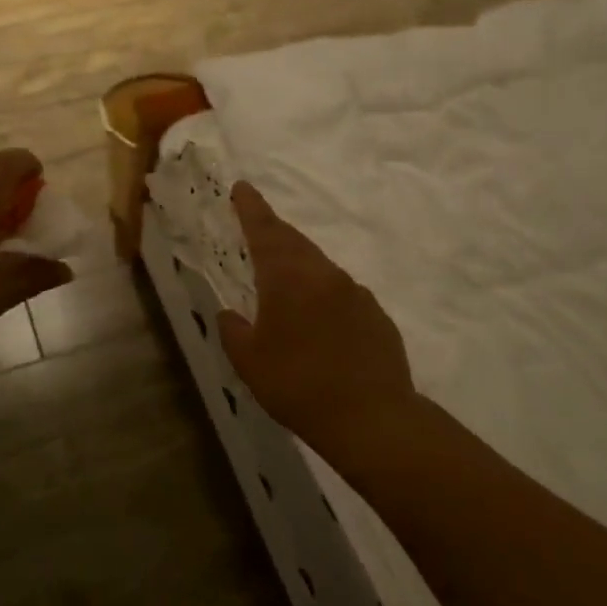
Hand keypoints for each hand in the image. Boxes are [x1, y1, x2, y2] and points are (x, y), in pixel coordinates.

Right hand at [218, 183, 416, 463]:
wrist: (371, 418)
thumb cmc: (298, 385)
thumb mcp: (249, 362)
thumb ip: (234, 331)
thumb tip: (229, 314)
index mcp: (288, 279)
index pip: (265, 231)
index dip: (251, 208)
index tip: (242, 187)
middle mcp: (323, 275)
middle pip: (295, 242)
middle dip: (274, 231)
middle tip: (258, 227)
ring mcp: (355, 293)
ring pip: (320, 266)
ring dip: (300, 264)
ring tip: (285, 281)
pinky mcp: (376, 315)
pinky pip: (342, 293)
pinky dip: (324, 294)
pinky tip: (320, 321)